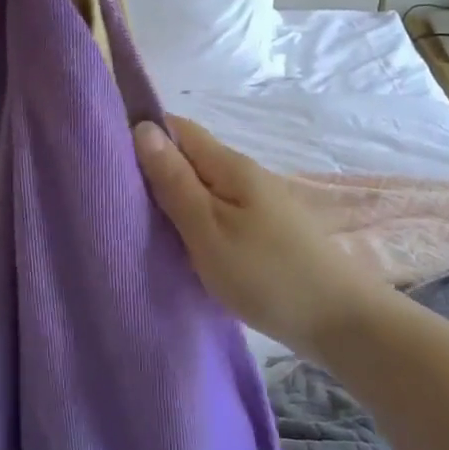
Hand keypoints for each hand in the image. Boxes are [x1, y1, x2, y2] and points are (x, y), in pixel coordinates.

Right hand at [133, 117, 385, 358]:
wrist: (340, 322)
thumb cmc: (266, 274)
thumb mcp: (208, 228)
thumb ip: (174, 181)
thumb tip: (142, 128)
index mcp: (229, 165)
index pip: (178, 127)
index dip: (143, 132)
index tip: (107, 155)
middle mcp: (243, 174)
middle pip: (189, 157)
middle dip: (153, 169)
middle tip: (114, 195)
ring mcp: (256, 203)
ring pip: (202, 186)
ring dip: (172, 197)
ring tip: (138, 220)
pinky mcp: (262, 230)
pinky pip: (216, 210)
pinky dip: (192, 218)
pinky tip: (178, 241)